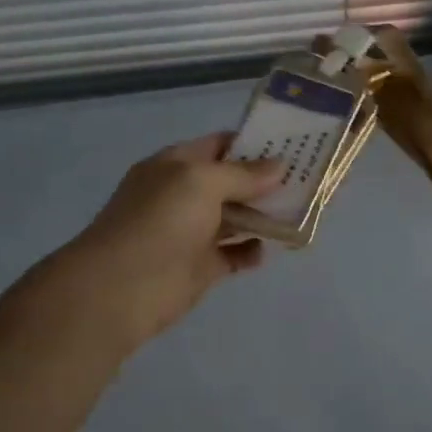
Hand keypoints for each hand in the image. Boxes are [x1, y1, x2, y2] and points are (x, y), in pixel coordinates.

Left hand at [61, 133, 282, 348]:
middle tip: (308, 179)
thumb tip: (279, 165)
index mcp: (176, 166)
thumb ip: (242, 174)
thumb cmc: (160, 221)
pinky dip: (251, 251)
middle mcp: (184, 195)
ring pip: (236, 218)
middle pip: (232, 182)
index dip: (254, 143)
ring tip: (300, 212)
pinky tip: (268, 249)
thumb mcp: (201, 182)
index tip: (293, 145)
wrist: (122, 288)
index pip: (219, 145)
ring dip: (264, 215)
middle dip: (266, 180)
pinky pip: (234, 254)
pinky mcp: (201, 267)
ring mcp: (192, 232)